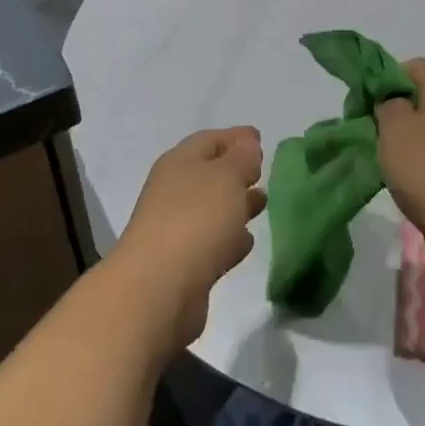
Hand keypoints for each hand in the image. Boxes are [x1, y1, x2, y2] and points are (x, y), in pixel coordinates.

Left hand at [111, 127, 264, 356]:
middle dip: (237, 170)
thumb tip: (247, 145)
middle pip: (209, 173)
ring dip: (236, 204)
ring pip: (212, 207)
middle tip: (265, 172)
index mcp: (180, 162)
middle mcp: (174, 190)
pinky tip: (247, 241)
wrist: (159, 288)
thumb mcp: (227, 177)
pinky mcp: (183, 262)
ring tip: (263, 203)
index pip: (210, 139)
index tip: (260, 138)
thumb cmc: (196, 220)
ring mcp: (175, 227)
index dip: (235, 137)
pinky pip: (212, 240)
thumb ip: (241, 158)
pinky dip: (230, 237)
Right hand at [377, 59, 424, 252]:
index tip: (370, 101)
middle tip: (373, 128)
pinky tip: (407, 176)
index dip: (389, 77)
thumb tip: (392, 102)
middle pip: (424, 95)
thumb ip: (387, 103)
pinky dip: (421, 157)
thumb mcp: (394, 126)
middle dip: (395, 108)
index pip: (416, 65)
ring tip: (387, 156)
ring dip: (406, 136)